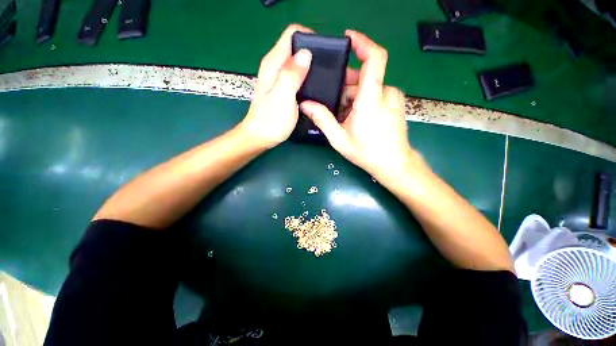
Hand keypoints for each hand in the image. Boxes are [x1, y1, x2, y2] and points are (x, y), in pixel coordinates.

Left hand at [239, 24, 313, 148]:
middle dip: (313, 53)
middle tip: (327, 69)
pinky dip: (306, 77)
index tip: (324, 53)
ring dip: (311, 66)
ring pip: (297, 62)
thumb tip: (306, 54)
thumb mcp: (283, 97)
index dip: (309, 38)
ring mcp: (278, 78)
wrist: (260, 137)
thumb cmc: (271, 120)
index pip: (292, 34)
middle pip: (296, 47)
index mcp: (274, 63)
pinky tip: (313, 87)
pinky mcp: (282, 88)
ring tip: (324, 78)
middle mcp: (275, 66)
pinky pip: (296, 75)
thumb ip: (292, 74)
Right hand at [300, 30, 416, 181]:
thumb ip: (322, 119)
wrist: (393, 163)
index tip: (348, 39)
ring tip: (344, 115)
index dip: (363, 42)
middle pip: (364, 77)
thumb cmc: (366, 152)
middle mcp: (385, 92)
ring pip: (369, 87)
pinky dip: (364, 100)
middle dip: (346, 86)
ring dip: (354, 96)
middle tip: (334, 102)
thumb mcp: (339, 138)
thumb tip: (306, 105)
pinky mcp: (395, 103)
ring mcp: (393, 97)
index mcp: (371, 98)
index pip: (374, 57)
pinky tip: (357, 117)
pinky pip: (377, 94)